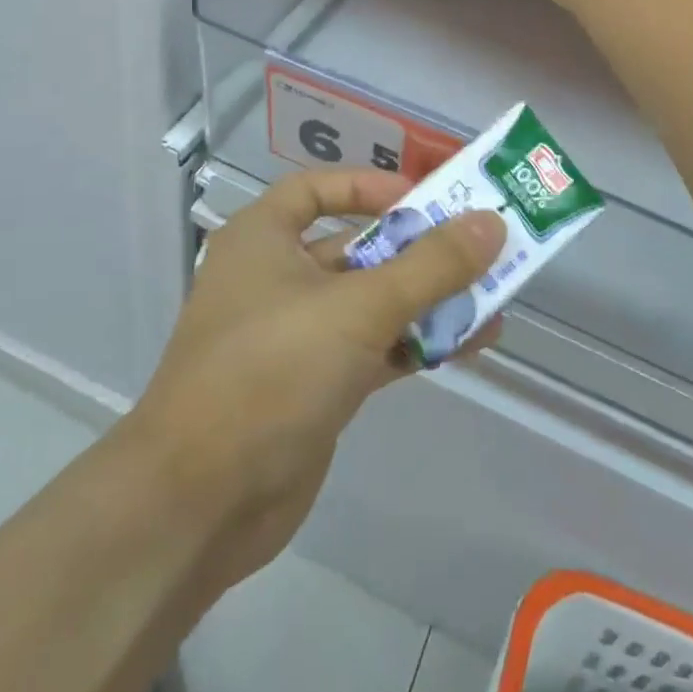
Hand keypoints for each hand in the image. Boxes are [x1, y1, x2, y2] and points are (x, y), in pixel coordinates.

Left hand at [127, 169, 504, 594]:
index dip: (370, 187)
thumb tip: (491, 223)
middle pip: (356, 246)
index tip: (424, 199)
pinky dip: (416, 342)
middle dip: (418, 249)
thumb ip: (430, 266)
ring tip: (493, 298)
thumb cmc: (270, 372)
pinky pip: (374, 347)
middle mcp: (276, 278)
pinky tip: (470, 343)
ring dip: (427, 299)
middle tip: (481, 247)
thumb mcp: (357, 308)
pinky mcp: (314, 385)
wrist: (199, 504)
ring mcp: (295, 335)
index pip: (317, 189)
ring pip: (371, 301)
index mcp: (263, 239)